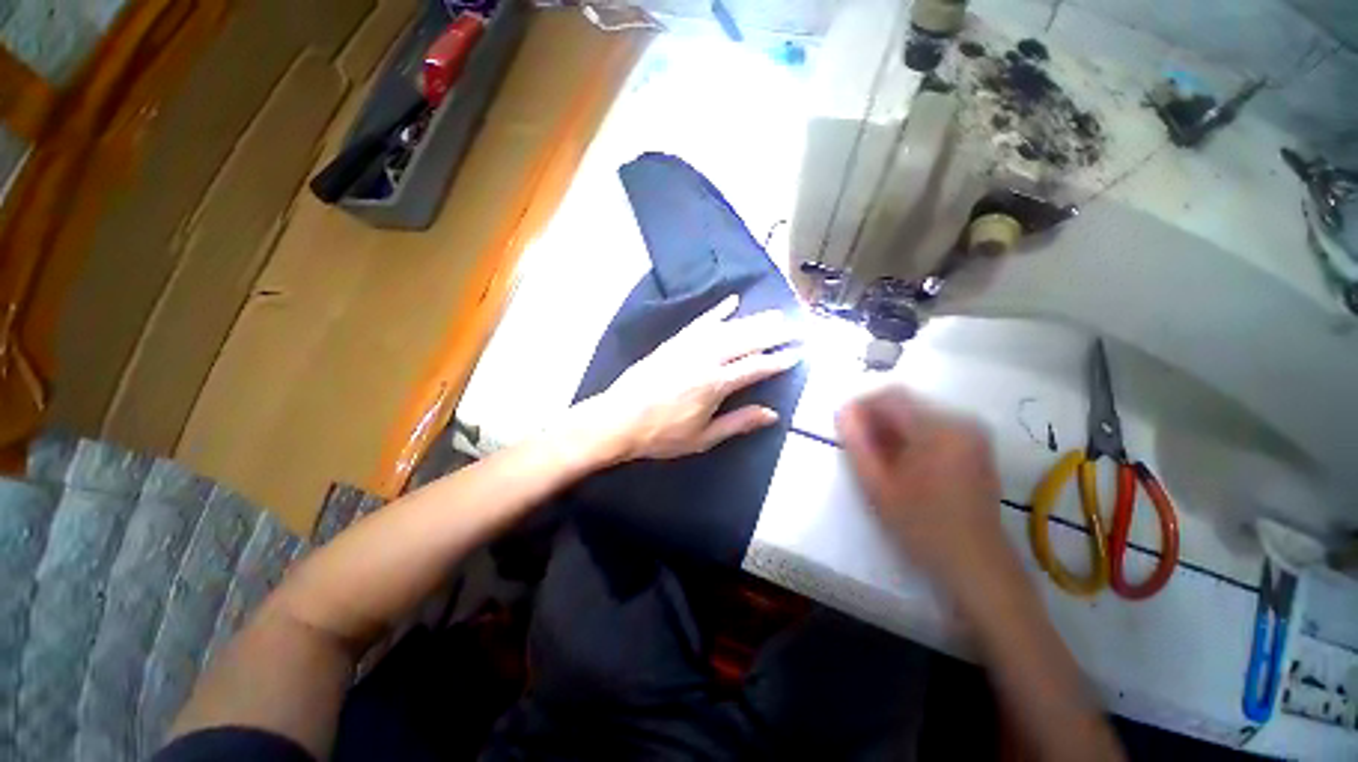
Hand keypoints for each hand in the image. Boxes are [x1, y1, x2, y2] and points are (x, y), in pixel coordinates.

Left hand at [574, 296, 800, 461]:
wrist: (619, 420)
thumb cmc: (662, 435)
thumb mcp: (703, 438)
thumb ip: (739, 423)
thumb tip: (772, 414)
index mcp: (715, 384)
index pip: (755, 367)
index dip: (779, 361)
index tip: (797, 353)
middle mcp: (705, 358)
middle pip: (745, 341)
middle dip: (772, 333)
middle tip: (794, 326)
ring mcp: (688, 346)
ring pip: (727, 328)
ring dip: (752, 320)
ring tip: (774, 314)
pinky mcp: (674, 342)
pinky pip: (700, 322)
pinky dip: (717, 311)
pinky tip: (731, 302)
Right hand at [836, 387, 1005, 587]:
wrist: (976, 564)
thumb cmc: (922, 527)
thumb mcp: (878, 486)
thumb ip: (856, 444)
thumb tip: (842, 411)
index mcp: (939, 430)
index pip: (891, 396)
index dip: (861, 405)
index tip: (844, 427)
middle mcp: (960, 422)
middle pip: (905, 402)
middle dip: (876, 418)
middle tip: (860, 447)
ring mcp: (972, 433)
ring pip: (917, 413)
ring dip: (891, 428)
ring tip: (879, 458)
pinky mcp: (975, 445)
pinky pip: (933, 425)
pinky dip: (910, 436)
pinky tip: (902, 462)